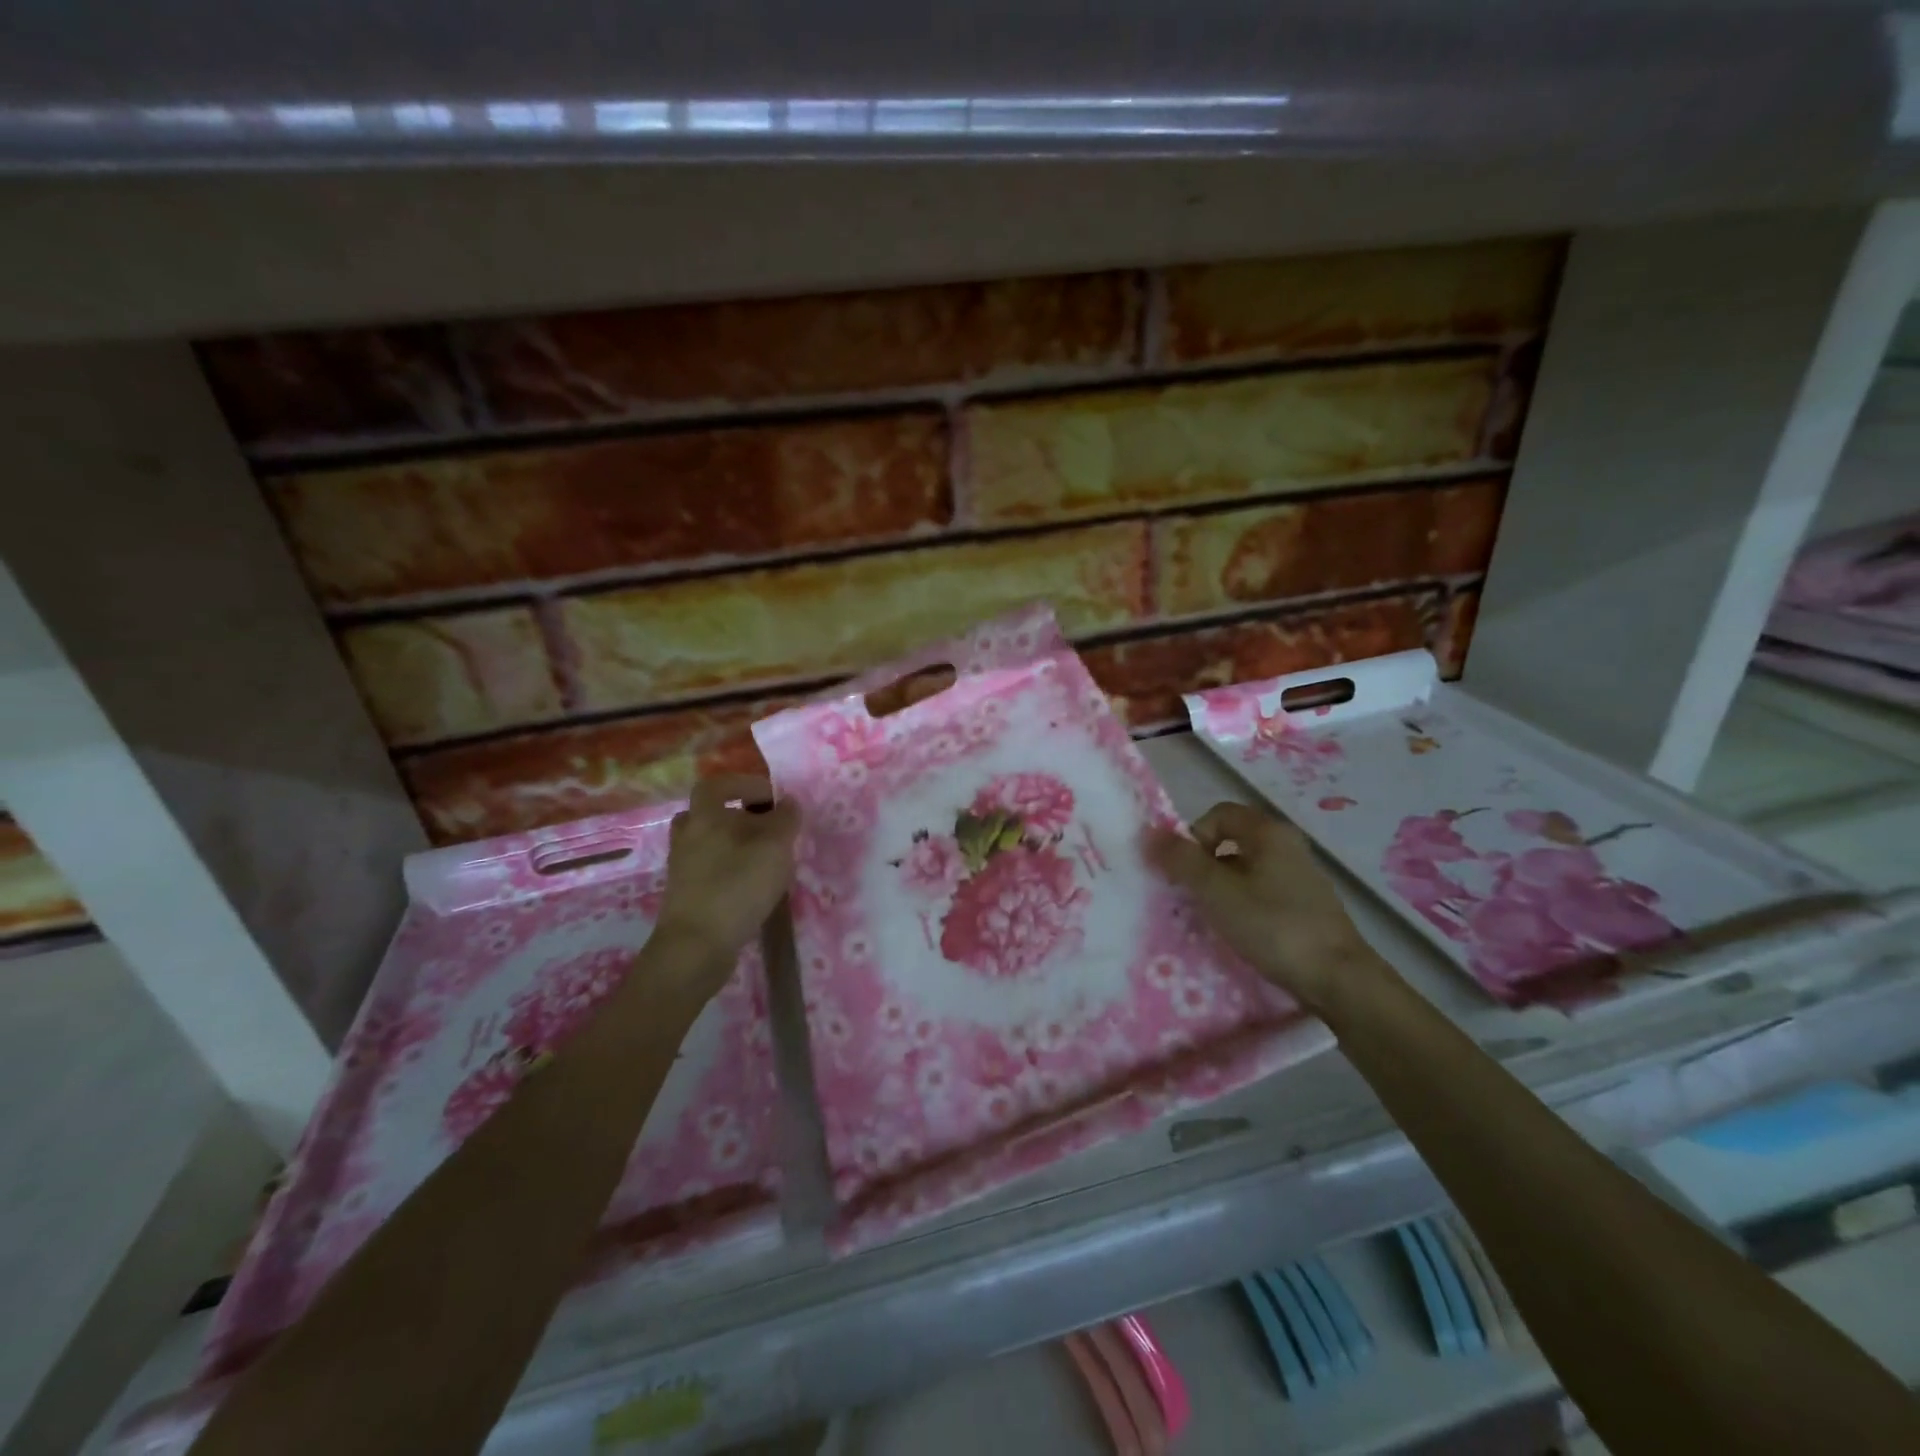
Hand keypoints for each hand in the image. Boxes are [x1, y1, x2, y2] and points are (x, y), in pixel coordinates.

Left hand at [655, 775, 799, 975]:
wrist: (696, 946)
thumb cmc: (737, 886)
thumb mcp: (775, 847)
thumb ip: (785, 820)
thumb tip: (789, 802)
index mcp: (705, 815)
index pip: (719, 784)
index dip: (746, 785)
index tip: (773, 797)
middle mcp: (688, 836)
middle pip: (710, 813)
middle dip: (740, 816)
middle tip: (767, 827)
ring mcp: (682, 867)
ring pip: (709, 843)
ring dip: (735, 844)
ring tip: (764, 858)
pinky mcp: (685, 894)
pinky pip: (709, 869)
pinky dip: (730, 869)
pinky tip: (752, 885)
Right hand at [1145, 800, 1391, 1015]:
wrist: (1338, 979)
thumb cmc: (1273, 926)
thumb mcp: (1217, 892)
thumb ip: (1181, 860)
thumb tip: (1147, 833)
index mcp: (1268, 832)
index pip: (1218, 814)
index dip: (1193, 836)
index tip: (1184, 871)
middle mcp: (1287, 846)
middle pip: (1231, 840)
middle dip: (1204, 864)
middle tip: (1191, 895)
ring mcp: (1300, 877)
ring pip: (1246, 869)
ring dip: (1221, 886)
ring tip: (1211, 917)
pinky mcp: (1306, 906)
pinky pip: (1262, 891)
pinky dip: (1244, 904)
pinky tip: (1241, 931)